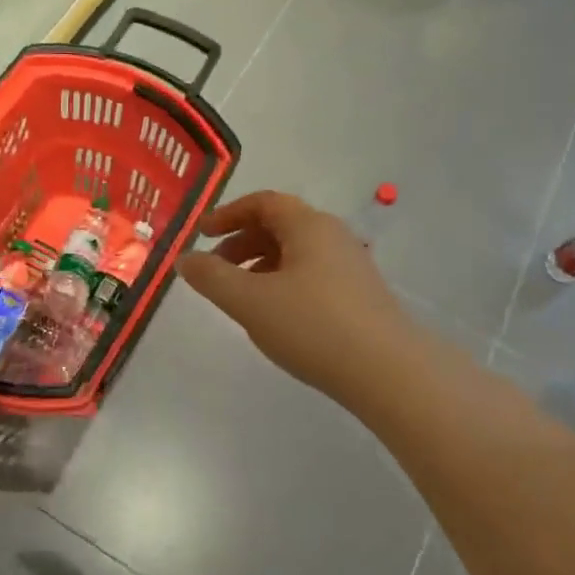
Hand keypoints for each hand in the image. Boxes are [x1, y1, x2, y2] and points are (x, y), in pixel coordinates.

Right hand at [178, 191, 422, 403]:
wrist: (389, 372)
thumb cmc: (313, 326)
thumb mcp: (249, 301)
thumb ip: (212, 277)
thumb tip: (186, 259)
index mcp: (308, 225)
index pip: (263, 202)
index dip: (228, 214)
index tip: (202, 234)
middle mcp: (333, 236)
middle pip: (280, 225)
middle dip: (241, 242)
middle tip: (215, 270)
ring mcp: (351, 266)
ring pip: (296, 253)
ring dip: (261, 265)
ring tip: (240, 297)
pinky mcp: (360, 295)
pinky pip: (312, 275)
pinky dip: (283, 283)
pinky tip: (276, 316)